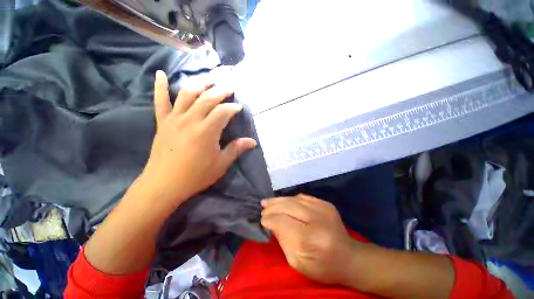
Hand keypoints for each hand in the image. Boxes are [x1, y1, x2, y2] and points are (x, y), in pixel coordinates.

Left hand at [140, 70, 256, 206]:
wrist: (164, 184)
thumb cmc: (196, 176)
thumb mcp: (221, 164)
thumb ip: (236, 149)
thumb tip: (253, 142)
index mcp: (207, 131)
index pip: (223, 111)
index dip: (233, 107)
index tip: (239, 107)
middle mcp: (190, 120)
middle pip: (207, 98)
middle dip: (220, 91)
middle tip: (229, 88)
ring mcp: (174, 119)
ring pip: (187, 94)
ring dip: (199, 84)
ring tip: (209, 81)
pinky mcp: (162, 122)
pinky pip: (160, 101)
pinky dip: (159, 86)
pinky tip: (160, 74)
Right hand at [261, 194, 367, 284]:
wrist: (349, 257)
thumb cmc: (322, 267)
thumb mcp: (298, 262)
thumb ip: (283, 240)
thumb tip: (271, 222)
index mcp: (311, 238)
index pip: (283, 221)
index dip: (270, 219)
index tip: (262, 220)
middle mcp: (318, 218)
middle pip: (288, 206)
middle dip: (272, 207)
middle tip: (262, 207)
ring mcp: (323, 208)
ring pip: (294, 199)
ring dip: (279, 200)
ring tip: (268, 201)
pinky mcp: (326, 203)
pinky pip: (302, 197)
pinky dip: (290, 199)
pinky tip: (283, 201)